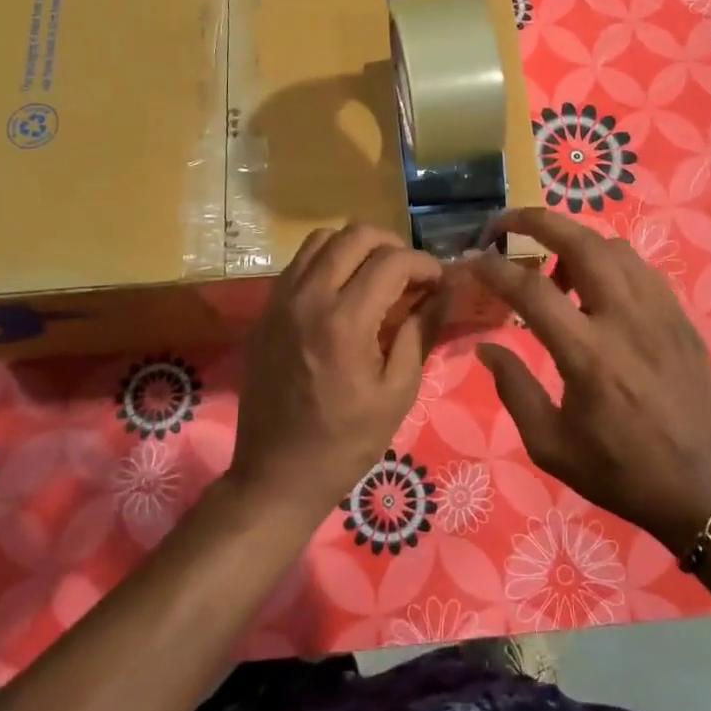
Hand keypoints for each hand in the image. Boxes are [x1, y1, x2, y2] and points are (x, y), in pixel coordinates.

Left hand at [230, 224, 444, 521]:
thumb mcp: (398, 393)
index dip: (425, 264)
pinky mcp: (264, 311)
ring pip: (321, 240)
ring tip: (378, 276)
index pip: (392, 261)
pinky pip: (299, 264)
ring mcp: (279, 301)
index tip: (441, 283)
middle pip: (355, 235)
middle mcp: (308, 298)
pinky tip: (344, 292)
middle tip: (412, 275)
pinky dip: (328, 262)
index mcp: (345, 322)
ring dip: (356, 248)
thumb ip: (422, 332)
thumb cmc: (346, 442)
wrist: (276, 475)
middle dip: (393, 245)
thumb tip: (446, 292)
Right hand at [468, 208, 710, 556]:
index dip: (494, 267)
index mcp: (588, 356)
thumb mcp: (550, 445)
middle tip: (505, 224)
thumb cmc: (620, 472)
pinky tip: (596, 288)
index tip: (472, 260)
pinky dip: (608, 261)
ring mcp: (659, 312)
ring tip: (553, 268)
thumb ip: (513, 388)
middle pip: (579, 242)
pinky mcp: (680, 316)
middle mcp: (625, 320)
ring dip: (573, 242)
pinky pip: (639, 267)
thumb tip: (486, 345)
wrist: (704, 489)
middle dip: (535, 221)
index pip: (531, 289)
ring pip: (613, 247)